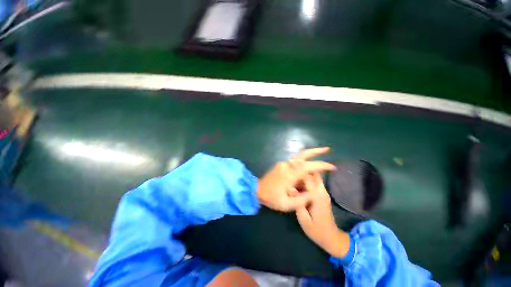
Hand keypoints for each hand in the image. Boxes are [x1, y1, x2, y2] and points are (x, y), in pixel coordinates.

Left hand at [257, 147, 335, 211]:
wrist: (256, 190)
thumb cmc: (271, 198)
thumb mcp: (287, 204)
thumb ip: (302, 199)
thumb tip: (313, 192)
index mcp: (289, 174)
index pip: (308, 166)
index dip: (321, 165)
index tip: (332, 166)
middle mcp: (287, 165)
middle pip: (303, 154)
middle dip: (316, 151)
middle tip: (327, 149)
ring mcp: (283, 163)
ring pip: (299, 156)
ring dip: (310, 154)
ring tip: (321, 154)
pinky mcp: (281, 165)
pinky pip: (295, 161)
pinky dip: (304, 160)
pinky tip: (308, 165)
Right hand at [296, 172, 350, 257]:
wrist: (331, 237)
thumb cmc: (316, 230)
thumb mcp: (303, 219)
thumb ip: (297, 202)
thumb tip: (289, 188)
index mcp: (317, 196)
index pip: (308, 178)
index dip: (298, 172)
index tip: (288, 170)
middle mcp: (322, 191)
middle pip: (314, 174)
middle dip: (303, 171)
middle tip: (291, 172)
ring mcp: (324, 192)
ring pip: (315, 177)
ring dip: (305, 175)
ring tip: (293, 177)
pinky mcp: (323, 194)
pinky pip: (315, 182)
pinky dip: (307, 180)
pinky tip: (298, 184)